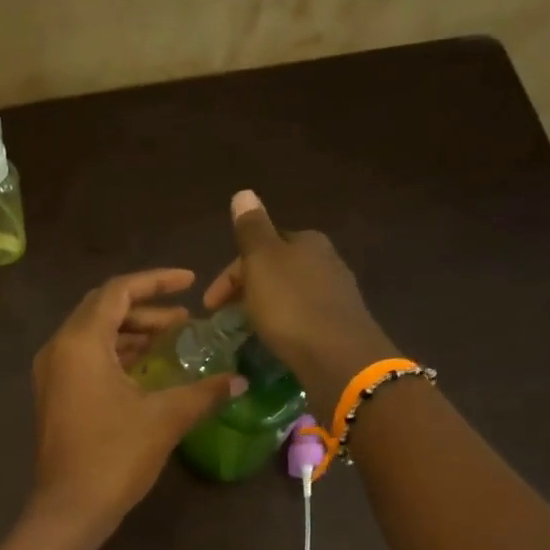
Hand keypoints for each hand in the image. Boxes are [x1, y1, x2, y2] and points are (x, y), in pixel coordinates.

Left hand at [29, 269, 246, 540]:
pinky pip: (86, 358)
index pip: (118, 291)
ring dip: (130, 332)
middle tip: (183, 319)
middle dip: (145, 308)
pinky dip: (116, 354)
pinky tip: (146, 369)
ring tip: (171, 340)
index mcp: (81, 342)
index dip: (156, 282)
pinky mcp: (54, 396)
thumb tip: (239, 380)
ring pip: (93, 335)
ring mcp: (52, 374)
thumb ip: (204, 392)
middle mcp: (59, 348)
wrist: (70, 508)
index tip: (190, 281)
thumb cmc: (115, 456)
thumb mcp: (165, 418)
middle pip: (102, 309)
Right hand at [203, 191, 397, 416]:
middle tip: (225, 318)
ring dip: (264, 307)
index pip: (260, 246)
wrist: (336, 356)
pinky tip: (276, 340)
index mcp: (306, 240)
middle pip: (275, 269)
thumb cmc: (290, 306)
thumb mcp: (261, 261)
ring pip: (288, 293)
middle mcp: (326, 259)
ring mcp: (336, 293)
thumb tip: (243, 193)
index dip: (230, 273)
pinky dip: (283, 324)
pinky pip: (302, 317)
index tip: (209, 305)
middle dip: (247, 289)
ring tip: (247, 331)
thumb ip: (251, 229)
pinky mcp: (339, 324)